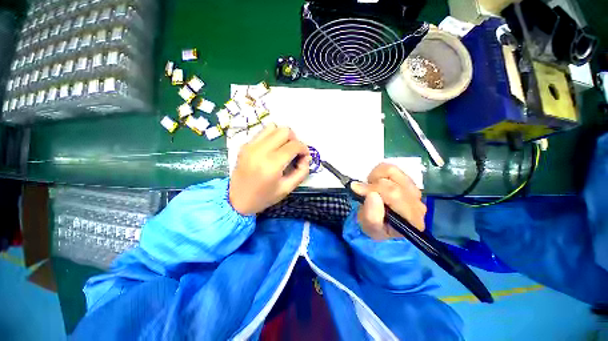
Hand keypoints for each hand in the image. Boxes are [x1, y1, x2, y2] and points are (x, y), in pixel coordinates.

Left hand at [229, 125, 310, 214]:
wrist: (236, 201)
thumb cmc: (264, 197)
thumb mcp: (287, 188)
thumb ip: (302, 172)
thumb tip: (306, 157)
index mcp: (272, 164)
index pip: (294, 145)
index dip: (304, 149)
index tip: (304, 156)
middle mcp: (260, 151)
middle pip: (284, 131)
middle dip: (294, 140)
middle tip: (294, 152)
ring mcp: (250, 146)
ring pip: (273, 127)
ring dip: (283, 136)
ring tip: (283, 148)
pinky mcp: (245, 145)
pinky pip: (263, 132)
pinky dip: (272, 137)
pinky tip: (272, 149)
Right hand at [351, 163, 425, 239]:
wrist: (384, 225)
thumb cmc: (377, 229)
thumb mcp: (370, 228)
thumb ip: (372, 216)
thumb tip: (372, 194)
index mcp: (412, 219)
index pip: (394, 194)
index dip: (373, 188)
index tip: (357, 189)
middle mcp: (417, 203)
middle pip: (393, 183)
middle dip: (373, 185)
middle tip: (363, 192)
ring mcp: (414, 190)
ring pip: (393, 171)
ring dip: (376, 177)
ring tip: (371, 187)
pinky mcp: (408, 182)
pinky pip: (391, 169)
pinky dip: (379, 173)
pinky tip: (376, 183)